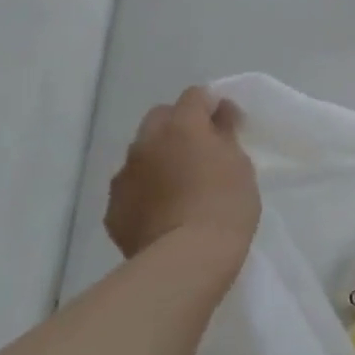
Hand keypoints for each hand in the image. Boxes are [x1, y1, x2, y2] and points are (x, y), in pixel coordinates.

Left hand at [105, 88, 260, 272]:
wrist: (186, 259)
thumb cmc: (226, 205)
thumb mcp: (240, 165)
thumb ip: (226, 135)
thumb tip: (220, 115)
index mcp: (182, 126)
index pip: (195, 95)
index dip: (211, 105)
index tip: (226, 124)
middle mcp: (146, 142)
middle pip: (160, 117)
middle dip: (179, 125)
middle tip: (201, 152)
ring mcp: (124, 175)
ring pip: (141, 153)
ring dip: (159, 158)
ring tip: (180, 185)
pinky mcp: (113, 208)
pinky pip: (132, 187)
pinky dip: (146, 191)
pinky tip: (163, 212)